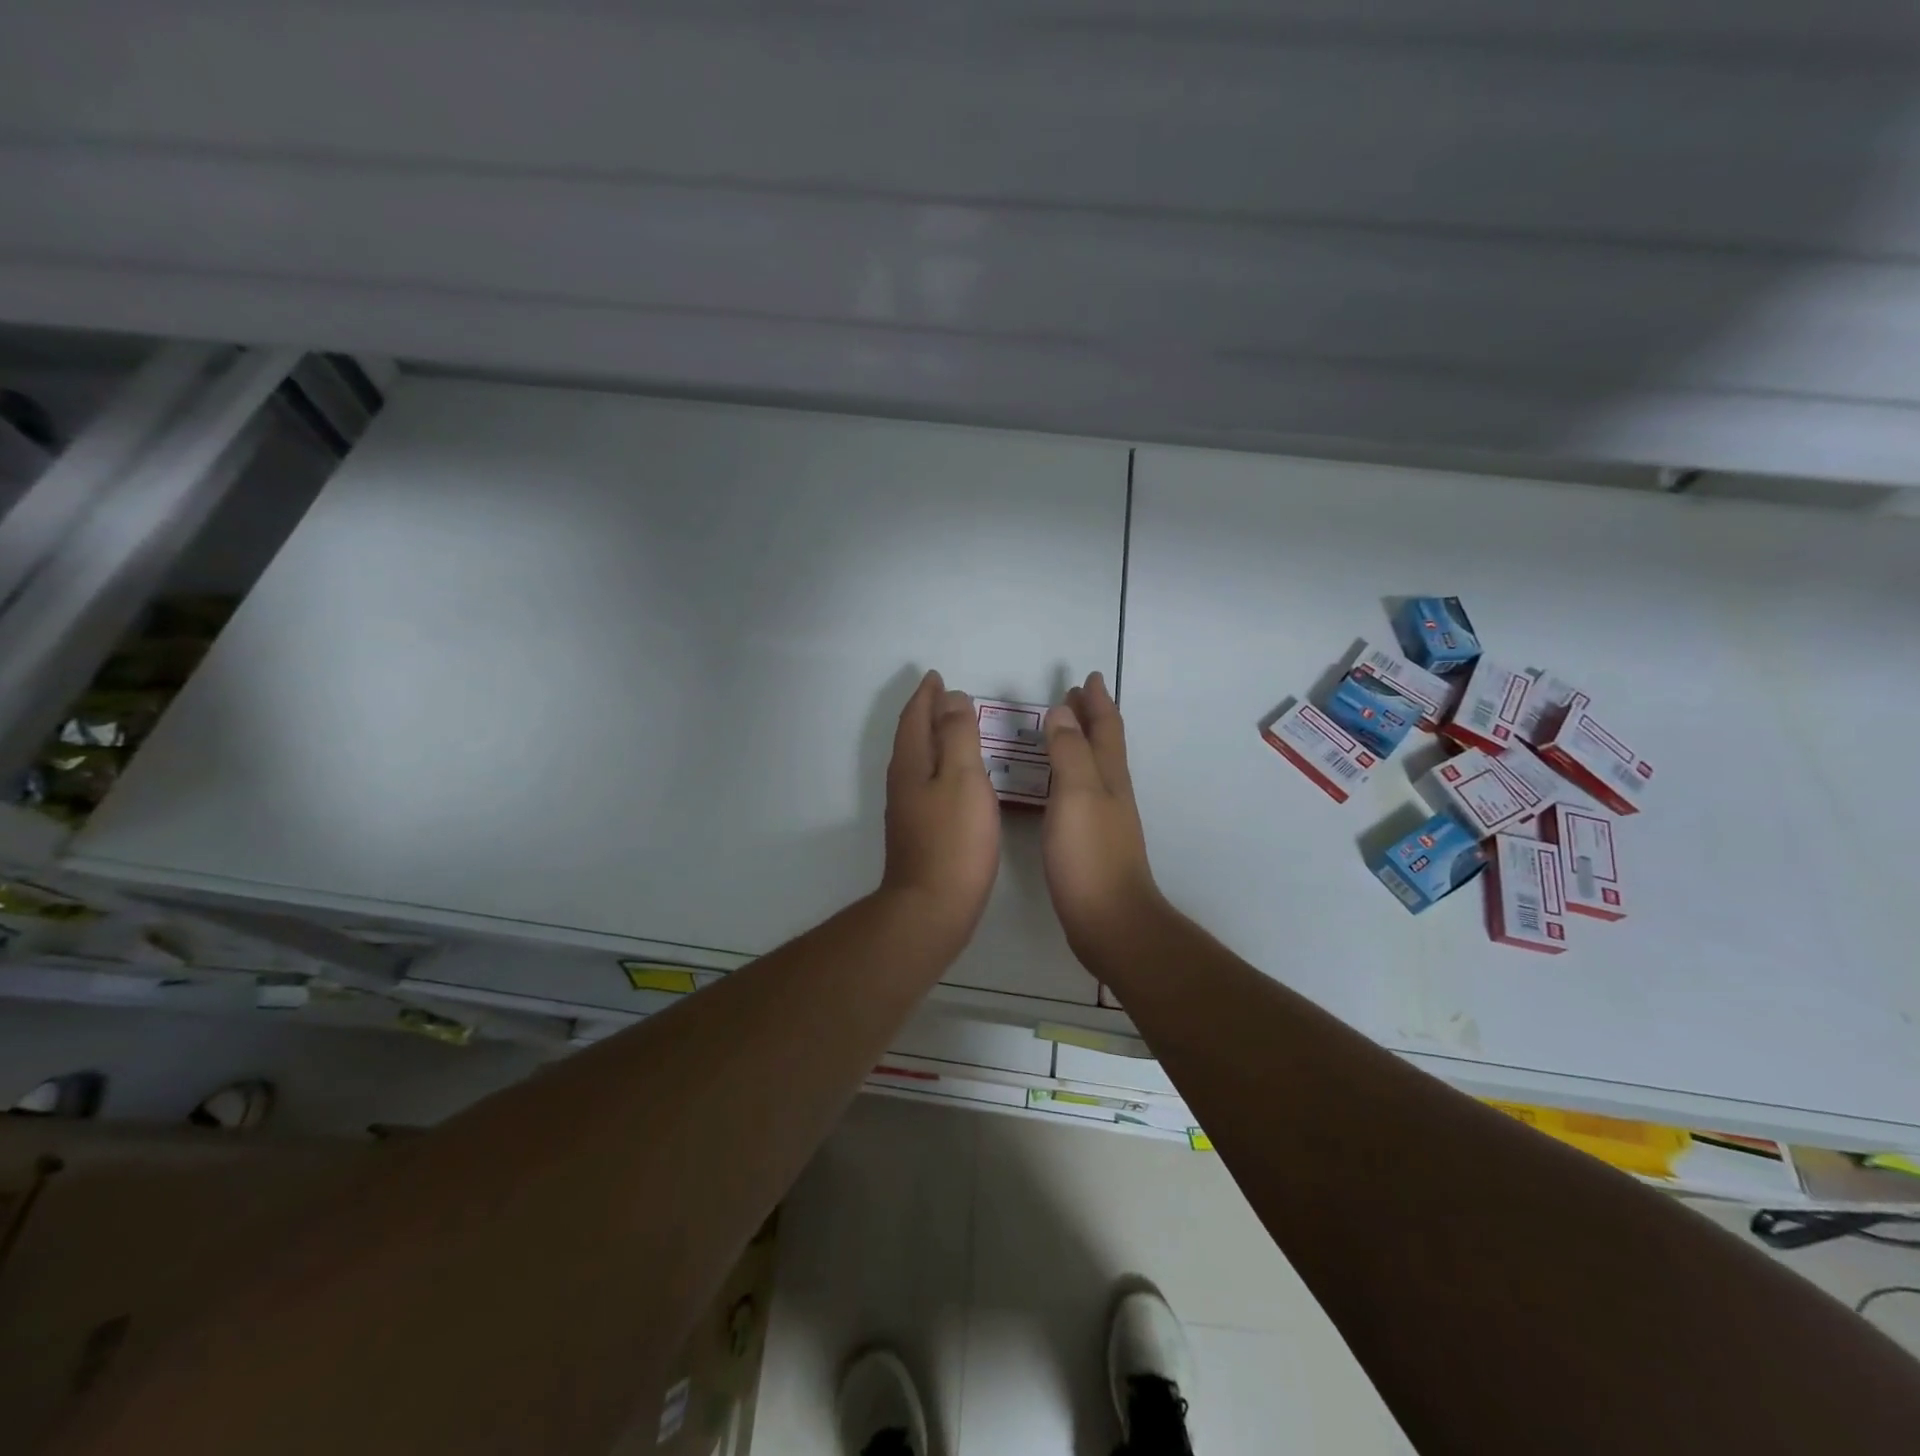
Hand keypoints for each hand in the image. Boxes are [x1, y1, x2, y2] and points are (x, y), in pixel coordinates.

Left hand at [880, 670, 1000, 946]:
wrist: (931, 907)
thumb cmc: (954, 840)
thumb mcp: (963, 778)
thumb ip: (958, 736)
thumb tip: (951, 699)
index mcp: (912, 764)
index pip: (915, 719)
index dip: (926, 696)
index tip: (936, 677)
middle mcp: (903, 782)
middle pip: (912, 737)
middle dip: (926, 713)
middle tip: (943, 695)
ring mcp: (907, 809)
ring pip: (917, 760)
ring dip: (931, 738)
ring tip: (951, 727)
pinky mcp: (918, 831)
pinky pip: (926, 781)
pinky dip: (938, 764)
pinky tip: (953, 777)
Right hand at [1042, 672, 1163, 962]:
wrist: (1109, 919)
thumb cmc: (1090, 854)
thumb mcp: (1077, 794)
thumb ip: (1069, 752)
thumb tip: (1061, 712)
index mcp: (1108, 776)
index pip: (1105, 728)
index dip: (1096, 701)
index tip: (1087, 677)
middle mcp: (1111, 791)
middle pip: (1103, 744)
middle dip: (1090, 716)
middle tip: (1074, 695)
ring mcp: (1104, 818)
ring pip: (1094, 767)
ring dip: (1080, 742)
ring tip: (1062, 729)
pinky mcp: (1091, 841)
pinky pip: (1082, 792)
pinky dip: (1071, 773)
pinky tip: (1057, 785)